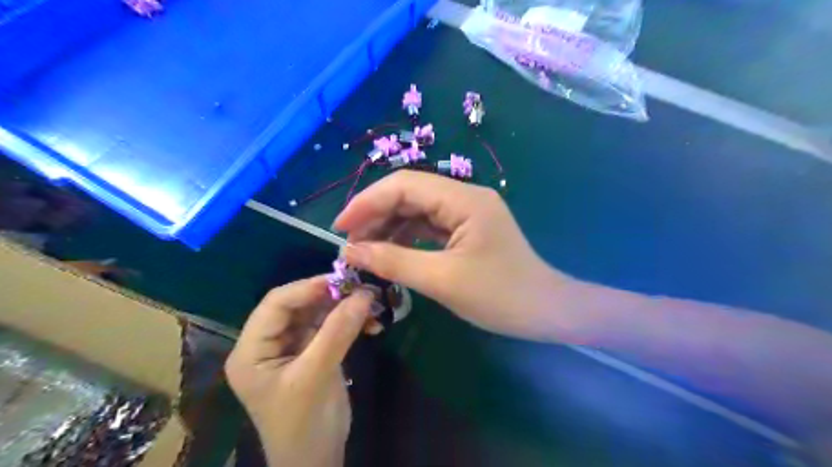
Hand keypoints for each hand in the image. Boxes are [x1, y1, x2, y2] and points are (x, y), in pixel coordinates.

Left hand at [227, 278, 371, 465]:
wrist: (318, 460)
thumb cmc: (304, 424)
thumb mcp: (316, 377)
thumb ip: (337, 333)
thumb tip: (363, 294)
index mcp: (252, 350)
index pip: (276, 304)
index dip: (308, 288)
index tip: (342, 280)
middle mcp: (269, 343)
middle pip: (299, 306)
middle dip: (331, 297)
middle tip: (362, 289)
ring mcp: (293, 347)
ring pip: (318, 314)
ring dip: (346, 308)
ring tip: (373, 304)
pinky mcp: (314, 352)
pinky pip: (332, 327)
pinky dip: (352, 322)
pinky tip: (372, 324)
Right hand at [332, 170, 572, 341]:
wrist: (546, 311)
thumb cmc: (501, 296)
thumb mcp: (442, 279)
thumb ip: (394, 261)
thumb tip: (351, 251)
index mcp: (464, 200)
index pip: (405, 185)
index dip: (367, 202)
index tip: (340, 227)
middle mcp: (465, 197)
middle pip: (409, 194)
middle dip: (376, 214)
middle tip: (350, 243)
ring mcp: (467, 213)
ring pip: (417, 210)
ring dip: (389, 226)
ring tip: (364, 250)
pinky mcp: (466, 230)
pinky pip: (429, 226)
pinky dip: (406, 237)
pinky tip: (389, 252)